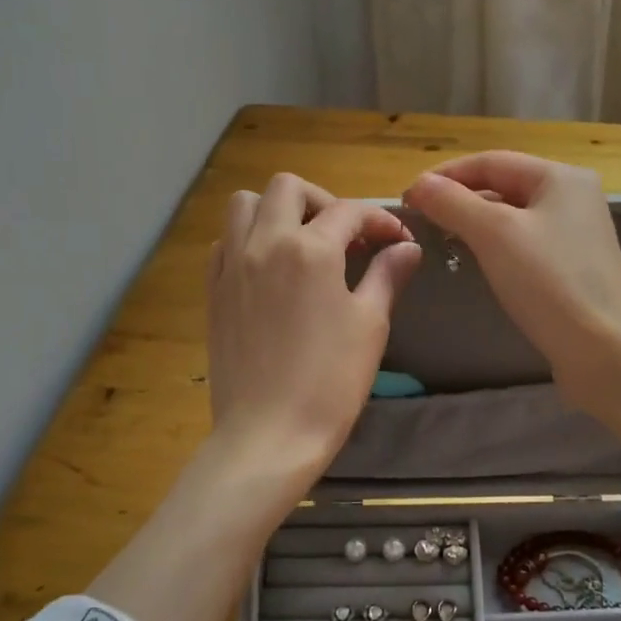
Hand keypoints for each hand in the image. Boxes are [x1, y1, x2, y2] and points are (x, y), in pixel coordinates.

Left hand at [207, 174, 422, 480]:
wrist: (269, 433)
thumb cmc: (330, 382)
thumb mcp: (370, 325)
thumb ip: (387, 276)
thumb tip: (407, 248)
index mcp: (310, 250)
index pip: (349, 212)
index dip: (380, 221)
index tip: (397, 241)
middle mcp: (265, 243)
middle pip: (288, 188)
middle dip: (323, 200)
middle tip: (345, 235)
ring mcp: (232, 265)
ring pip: (245, 204)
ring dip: (277, 210)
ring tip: (302, 243)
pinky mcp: (214, 290)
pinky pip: (225, 241)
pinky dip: (248, 238)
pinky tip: (270, 269)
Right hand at [402, 152, 620, 415]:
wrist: (604, 350)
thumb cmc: (549, 282)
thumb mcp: (494, 234)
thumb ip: (452, 203)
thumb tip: (419, 184)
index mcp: (561, 177)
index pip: (490, 161)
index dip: (445, 175)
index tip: (407, 198)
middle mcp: (573, 197)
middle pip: (504, 186)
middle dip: (459, 199)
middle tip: (421, 220)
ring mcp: (577, 234)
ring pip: (513, 216)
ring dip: (475, 222)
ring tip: (441, 239)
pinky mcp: (574, 267)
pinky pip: (525, 243)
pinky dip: (496, 246)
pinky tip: (477, 262)